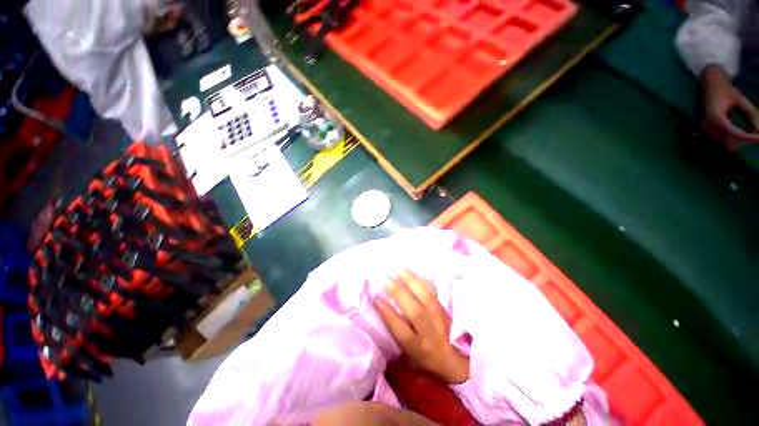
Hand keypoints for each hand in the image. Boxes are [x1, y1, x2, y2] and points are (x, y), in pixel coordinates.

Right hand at [374, 270, 468, 383]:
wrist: (454, 357)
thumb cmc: (425, 357)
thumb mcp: (407, 354)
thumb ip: (396, 333)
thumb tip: (381, 307)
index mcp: (418, 348)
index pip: (402, 332)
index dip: (389, 315)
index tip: (376, 299)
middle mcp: (430, 332)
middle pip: (415, 311)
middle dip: (399, 293)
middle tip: (385, 278)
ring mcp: (439, 318)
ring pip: (426, 297)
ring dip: (411, 281)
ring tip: (398, 269)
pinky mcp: (444, 307)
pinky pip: (434, 291)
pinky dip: (423, 279)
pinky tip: (414, 271)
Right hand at [702, 65, 758, 150]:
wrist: (709, 86)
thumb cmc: (726, 91)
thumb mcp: (740, 100)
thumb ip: (750, 114)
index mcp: (715, 118)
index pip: (734, 134)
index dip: (748, 138)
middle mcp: (709, 127)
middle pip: (730, 143)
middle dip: (746, 141)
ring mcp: (707, 131)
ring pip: (728, 145)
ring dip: (742, 142)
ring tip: (754, 133)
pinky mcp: (709, 133)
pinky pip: (725, 142)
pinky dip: (737, 141)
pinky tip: (746, 133)